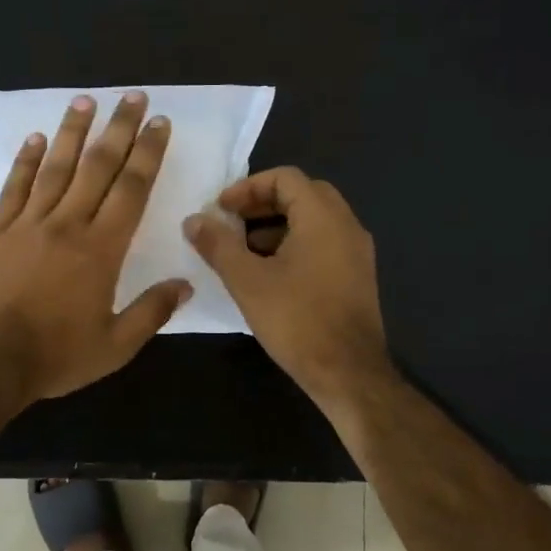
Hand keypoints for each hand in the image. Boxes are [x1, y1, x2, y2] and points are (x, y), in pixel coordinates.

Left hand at [0, 91, 191, 406]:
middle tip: (133, 97)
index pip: (131, 189)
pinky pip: (14, 189)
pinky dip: (25, 162)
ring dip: (72, 132)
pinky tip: (36, 139)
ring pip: (55, 168)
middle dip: (119, 129)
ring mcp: (27, 224)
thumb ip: (152, 312)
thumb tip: (185, 284)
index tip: (159, 124)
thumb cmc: (56, 356)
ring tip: (85, 101)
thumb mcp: (115, 346)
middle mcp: (67, 225)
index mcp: (101, 249)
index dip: (148, 154)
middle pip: (98, 167)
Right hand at [182, 167, 394, 411]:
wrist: (348, 372)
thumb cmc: (296, 320)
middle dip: (262, 204)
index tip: (221, 209)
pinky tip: (270, 274)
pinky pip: (324, 243)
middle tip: (231, 223)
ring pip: (314, 220)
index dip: (248, 187)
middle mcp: (347, 225)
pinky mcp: (357, 276)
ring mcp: (357, 251)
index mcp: (323, 217)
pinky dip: (295, 244)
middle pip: (302, 194)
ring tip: (244, 251)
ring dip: (277, 225)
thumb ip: (218, 245)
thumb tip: (194, 220)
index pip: (285, 177)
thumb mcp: (246, 280)